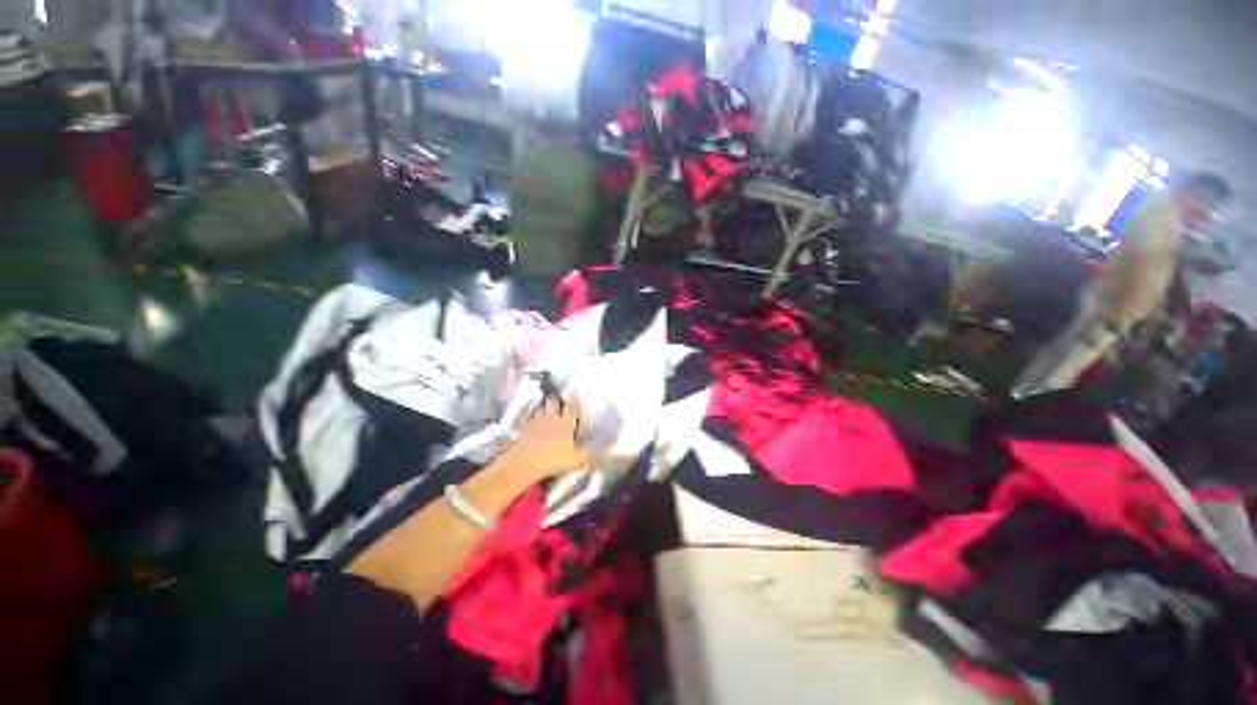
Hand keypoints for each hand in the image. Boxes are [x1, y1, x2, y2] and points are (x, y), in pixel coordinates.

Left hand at [502, 397, 593, 479]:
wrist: (527, 461)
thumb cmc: (556, 458)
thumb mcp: (579, 459)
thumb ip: (594, 455)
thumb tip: (612, 454)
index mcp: (567, 422)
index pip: (572, 406)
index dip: (574, 399)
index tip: (576, 392)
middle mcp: (552, 417)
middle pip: (553, 402)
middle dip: (555, 400)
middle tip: (557, 400)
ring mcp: (536, 422)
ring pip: (540, 408)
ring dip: (542, 407)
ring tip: (543, 408)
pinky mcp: (523, 428)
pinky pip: (526, 419)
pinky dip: (528, 417)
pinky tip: (529, 420)